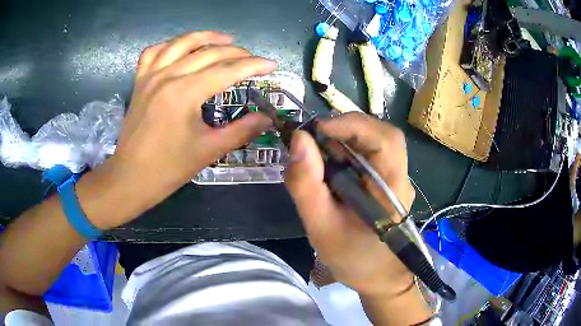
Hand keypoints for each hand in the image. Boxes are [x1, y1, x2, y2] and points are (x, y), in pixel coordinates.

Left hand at [76, 32, 275, 228]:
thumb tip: (268, 118)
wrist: (130, 178)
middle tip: (253, 59)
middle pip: (208, 52)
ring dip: (205, 37)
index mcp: (185, 93)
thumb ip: (241, 131)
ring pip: (181, 43)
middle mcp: (167, 76)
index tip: (272, 65)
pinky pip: (153, 52)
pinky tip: (180, 49)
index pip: (227, 70)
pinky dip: (169, 45)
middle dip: (236, 52)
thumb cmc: (168, 169)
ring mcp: (150, 76)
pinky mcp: (139, 81)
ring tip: (225, 39)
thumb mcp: (208, 151)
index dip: (253, 65)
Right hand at [285, 113, 430, 323]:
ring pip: (371, 140)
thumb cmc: (353, 258)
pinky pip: (366, 153)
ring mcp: (394, 175)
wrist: (378, 277)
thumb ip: (306, 184)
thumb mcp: (321, 226)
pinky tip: (328, 166)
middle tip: (311, 140)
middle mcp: (399, 175)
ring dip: (342, 139)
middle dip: (343, 129)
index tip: (316, 129)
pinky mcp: (385, 179)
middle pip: (378, 133)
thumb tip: (298, 139)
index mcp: (392, 188)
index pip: (385, 139)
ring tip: (316, 155)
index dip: (352, 125)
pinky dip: (344, 151)